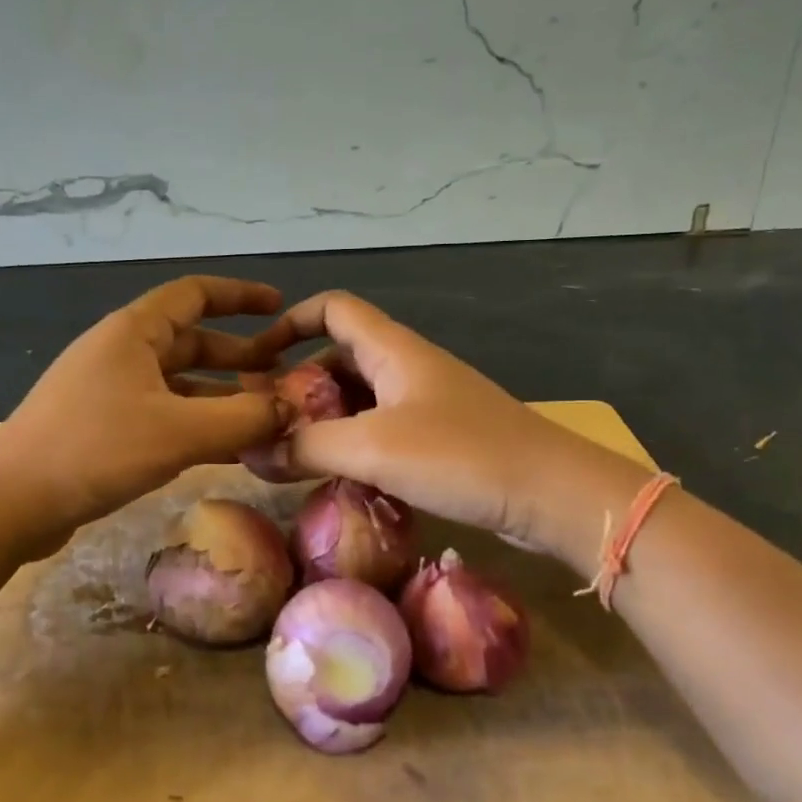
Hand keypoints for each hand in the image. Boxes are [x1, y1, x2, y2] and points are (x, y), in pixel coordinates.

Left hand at [0, 276, 288, 553]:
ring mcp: (110, 391)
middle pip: (192, 342)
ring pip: (180, 384)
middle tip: (286, 376)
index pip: (195, 294)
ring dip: (222, 396)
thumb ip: (244, 418)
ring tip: (267, 417)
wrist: (8, 503)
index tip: (281, 307)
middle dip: (241, 357)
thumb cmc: (95, 449)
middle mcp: (122, 352)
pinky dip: (197, 424)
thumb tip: (294, 408)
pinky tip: (228, 449)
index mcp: (134, 331)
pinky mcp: (103, 428)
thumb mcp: (180, 431)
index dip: (241, 296)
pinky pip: (164, 414)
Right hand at [261, 291, 641, 557]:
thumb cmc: (461, 455)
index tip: (257, 359)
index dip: (290, 322)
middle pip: (339, 357)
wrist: (553, 493)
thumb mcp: (372, 448)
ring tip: (293, 455)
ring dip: (324, 421)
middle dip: (299, 385)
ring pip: (359, 398)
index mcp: (392, 349)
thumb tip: (248, 454)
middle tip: (268, 425)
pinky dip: (353, 445)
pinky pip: (381, 429)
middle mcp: (407, 366)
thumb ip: (305, 447)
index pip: (332, 308)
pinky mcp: (440, 437)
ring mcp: (426, 402)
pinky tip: (338, 477)